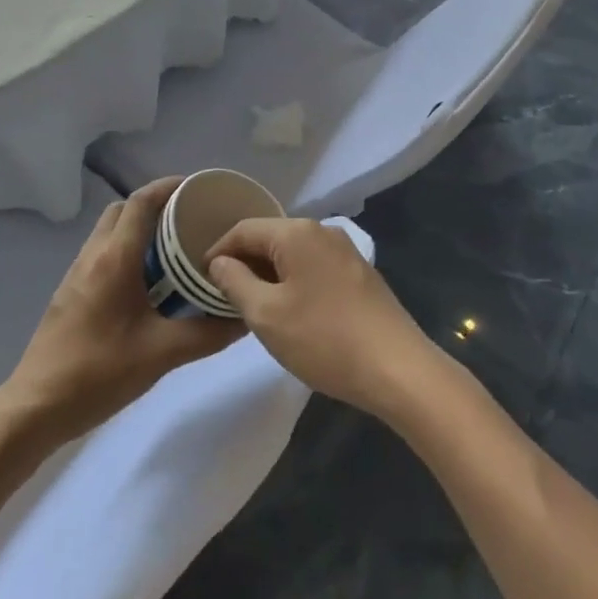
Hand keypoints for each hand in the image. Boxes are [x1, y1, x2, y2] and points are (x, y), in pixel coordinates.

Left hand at [3, 179, 244, 442]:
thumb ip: (207, 333)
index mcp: (115, 258)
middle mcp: (93, 255)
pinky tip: (146, 282)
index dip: (168, 187)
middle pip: (122, 210)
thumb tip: (244, 317)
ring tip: (172, 248)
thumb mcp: (162, 355)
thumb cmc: (99, 373)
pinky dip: (125, 250)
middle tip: (187, 219)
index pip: (141, 202)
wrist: (36, 407)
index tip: (196, 188)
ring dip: (137, 228)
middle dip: (154, 205)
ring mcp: (76, 273)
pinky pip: (101, 253)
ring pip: (109, 231)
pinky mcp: (70, 293)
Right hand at [205, 217, 437, 419]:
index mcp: (297, 232)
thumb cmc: (324, 339)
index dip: (218, 251)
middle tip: (222, 296)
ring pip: (293, 254)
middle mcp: (323, 231)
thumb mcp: (266, 314)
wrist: (398, 369)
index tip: (200, 279)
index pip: (244, 229)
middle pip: (270, 238)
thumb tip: (220, 261)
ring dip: (269, 274)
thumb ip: (235, 282)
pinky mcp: (360, 274)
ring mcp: (346, 251)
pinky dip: (294, 281)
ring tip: (252, 306)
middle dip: (244, 263)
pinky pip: (314, 267)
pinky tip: (291, 312)